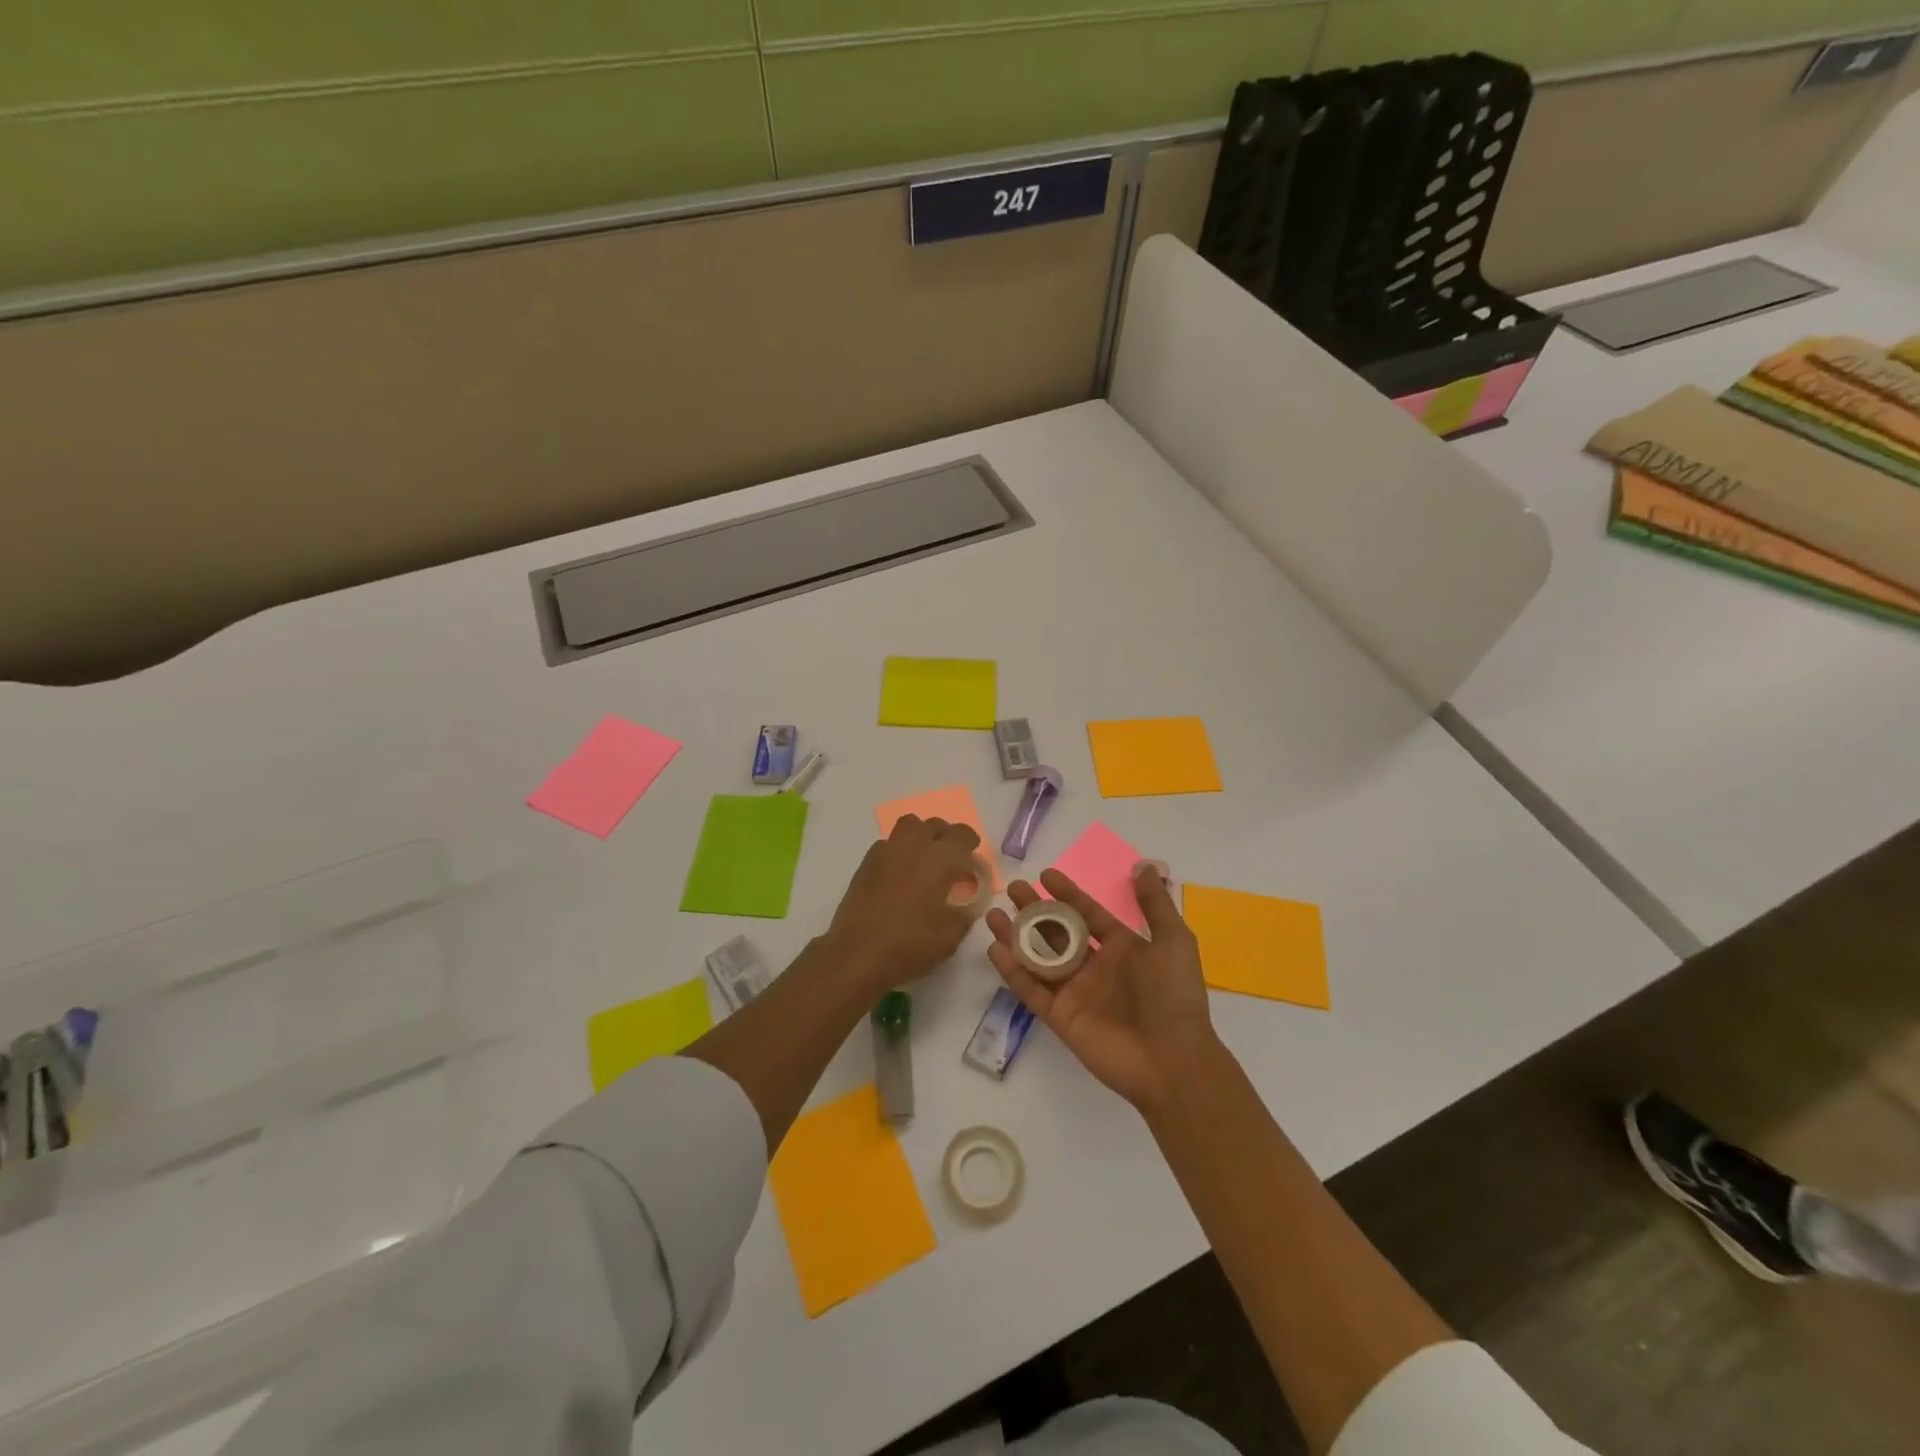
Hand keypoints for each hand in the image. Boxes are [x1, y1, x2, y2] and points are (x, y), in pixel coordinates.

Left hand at [822, 815, 984, 993]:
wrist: (857, 954)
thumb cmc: (910, 944)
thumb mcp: (951, 936)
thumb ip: (965, 912)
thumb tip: (966, 902)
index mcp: (940, 859)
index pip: (961, 834)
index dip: (970, 842)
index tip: (971, 858)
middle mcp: (913, 846)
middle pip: (933, 825)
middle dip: (944, 836)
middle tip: (948, 859)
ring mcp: (885, 852)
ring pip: (907, 827)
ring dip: (920, 837)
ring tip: (923, 861)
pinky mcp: (865, 864)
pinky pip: (887, 845)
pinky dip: (898, 852)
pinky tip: (899, 875)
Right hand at [986, 864, 1216, 1113]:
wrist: (1172, 1059)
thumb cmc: (1173, 996)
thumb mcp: (1174, 941)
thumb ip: (1155, 905)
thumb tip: (1145, 866)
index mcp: (1121, 947)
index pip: (1087, 913)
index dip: (1067, 894)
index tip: (1045, 875)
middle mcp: (1094, 966)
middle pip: (1056, 931)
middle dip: (1034, 910)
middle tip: (1013, 889)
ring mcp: (1075, 992)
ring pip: (1038, 958)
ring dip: (1016, 936)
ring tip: (993, 915)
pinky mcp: (1060, 1017)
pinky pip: (1031, 989)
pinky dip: (1013, 971)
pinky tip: (996, 949)